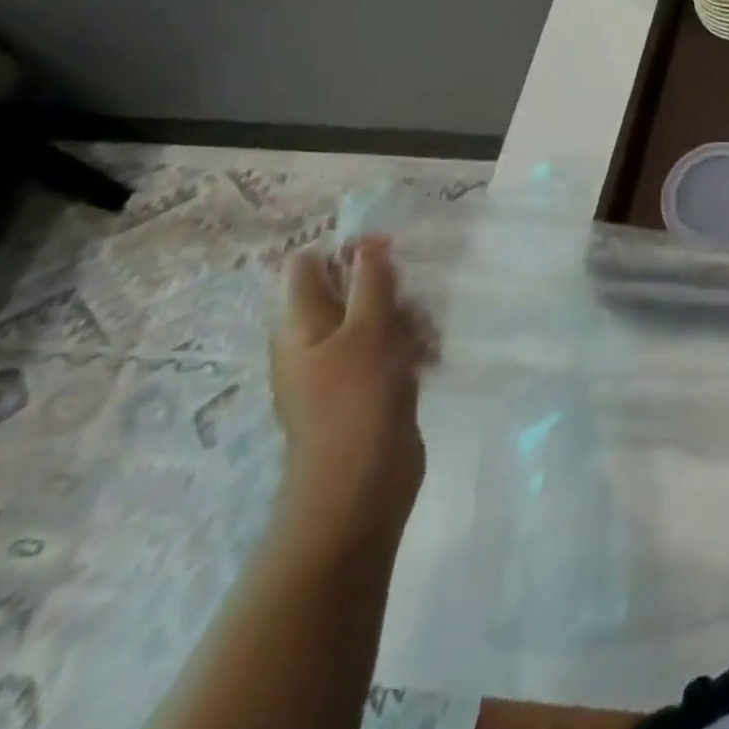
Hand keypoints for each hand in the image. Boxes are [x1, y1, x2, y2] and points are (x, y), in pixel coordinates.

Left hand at [271, 236, 434, 547]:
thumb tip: (366, 242)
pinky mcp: (366, 387)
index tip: (388, 252)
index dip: (344, 250)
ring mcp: (338, 366)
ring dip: (405, 316)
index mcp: (298, 323)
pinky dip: (409, 345)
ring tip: (425, 334)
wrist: (359, 486)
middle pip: (345, 289)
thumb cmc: (357, 398)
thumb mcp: (368, 329)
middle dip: (386, 285)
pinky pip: (387, 348)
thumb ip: (370, 281)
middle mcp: (312, 340)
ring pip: (373, 318)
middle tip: (412, 297)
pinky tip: (430, 356)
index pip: (306, 265)